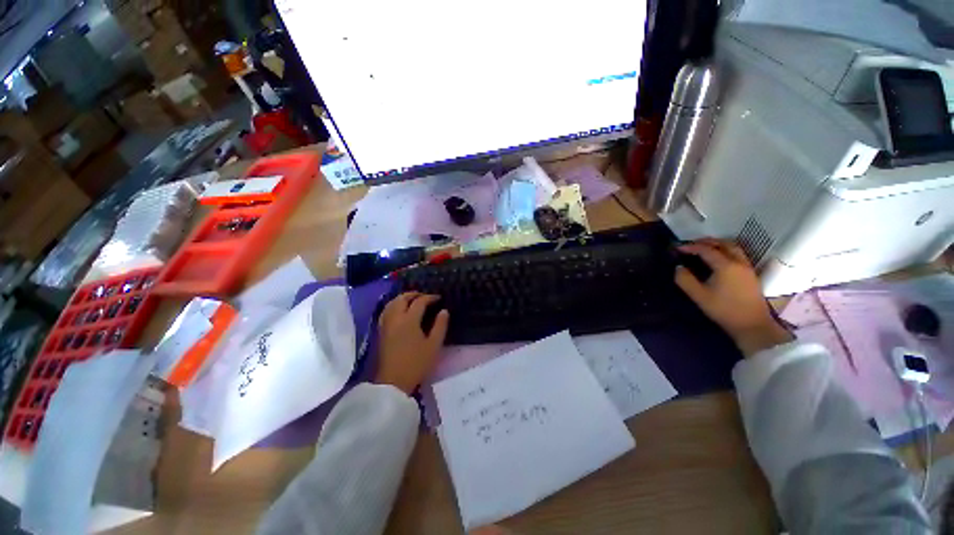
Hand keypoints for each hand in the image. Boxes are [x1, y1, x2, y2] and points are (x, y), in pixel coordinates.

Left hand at [375, 292, 448, 393]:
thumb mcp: (434, 345)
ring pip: (391, 304)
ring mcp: (386, 325)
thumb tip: (444, 311)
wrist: (394, 382)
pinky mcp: (381, 332)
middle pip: (402, 298)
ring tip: (412, 301)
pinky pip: (386, 311)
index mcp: (409, 320)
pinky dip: (393, 306)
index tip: (439, 298)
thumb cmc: (417, 363)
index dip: (430, 297)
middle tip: (425, 296)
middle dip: (414, 294)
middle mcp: (395, 318)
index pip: (419, 302)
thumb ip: (440, 326)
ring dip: (402, 298)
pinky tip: (399, 311)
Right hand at [674, 239, 792, 356]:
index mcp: (725, 266)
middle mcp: (738, 262)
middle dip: (706, 241)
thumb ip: (685, 280)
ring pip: (733, 247)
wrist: (752, 325)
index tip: (677, 248)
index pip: (706, 250)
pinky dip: (726, 250)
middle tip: (691, 245)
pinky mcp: (750, 273)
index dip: (690, 247)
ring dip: (718, 244)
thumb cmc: (724, 310)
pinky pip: (738, 254)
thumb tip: (678, 267)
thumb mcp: (699, 296)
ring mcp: (747, 267)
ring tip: (704, 249)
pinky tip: (718, 258)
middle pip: (723, 243)